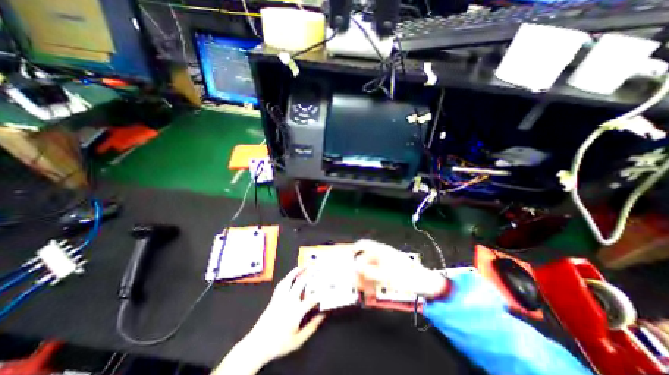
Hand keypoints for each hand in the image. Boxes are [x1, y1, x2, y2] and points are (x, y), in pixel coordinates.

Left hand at [210, 266, 322, 374]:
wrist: (257, 345)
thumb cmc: (279, 343)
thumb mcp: (298, 340)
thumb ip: (312, 327)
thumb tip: (323, 315)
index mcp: (296, 310)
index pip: (313, 297)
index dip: (323, 290)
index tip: (330, 285)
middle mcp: (289, 300)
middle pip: (301, 283)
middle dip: (310, 273)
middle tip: (317, 267)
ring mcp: (280, 297)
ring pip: (289, 280)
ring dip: (297, 271)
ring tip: (303, 266)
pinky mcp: (274, 298)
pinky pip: (281, 284)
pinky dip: (287, 278)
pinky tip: (290, 276)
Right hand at [352, 240, 445, 298]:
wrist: (425, 285)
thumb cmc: (407, 277)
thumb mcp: (386, 275)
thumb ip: (369, 271)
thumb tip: (355, 266)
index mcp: (382, 251)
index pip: (364, 244)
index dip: (354, 248)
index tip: (347, 257)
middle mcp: (382, 255)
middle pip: (365, 259)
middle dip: (359, 270)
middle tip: (355, 281)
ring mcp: (386, 264)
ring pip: (370, 268)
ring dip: (365, 278)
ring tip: (363, 289)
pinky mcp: (389, 272)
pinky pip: (376, 275)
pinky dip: (372, 282)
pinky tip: (371, 291)